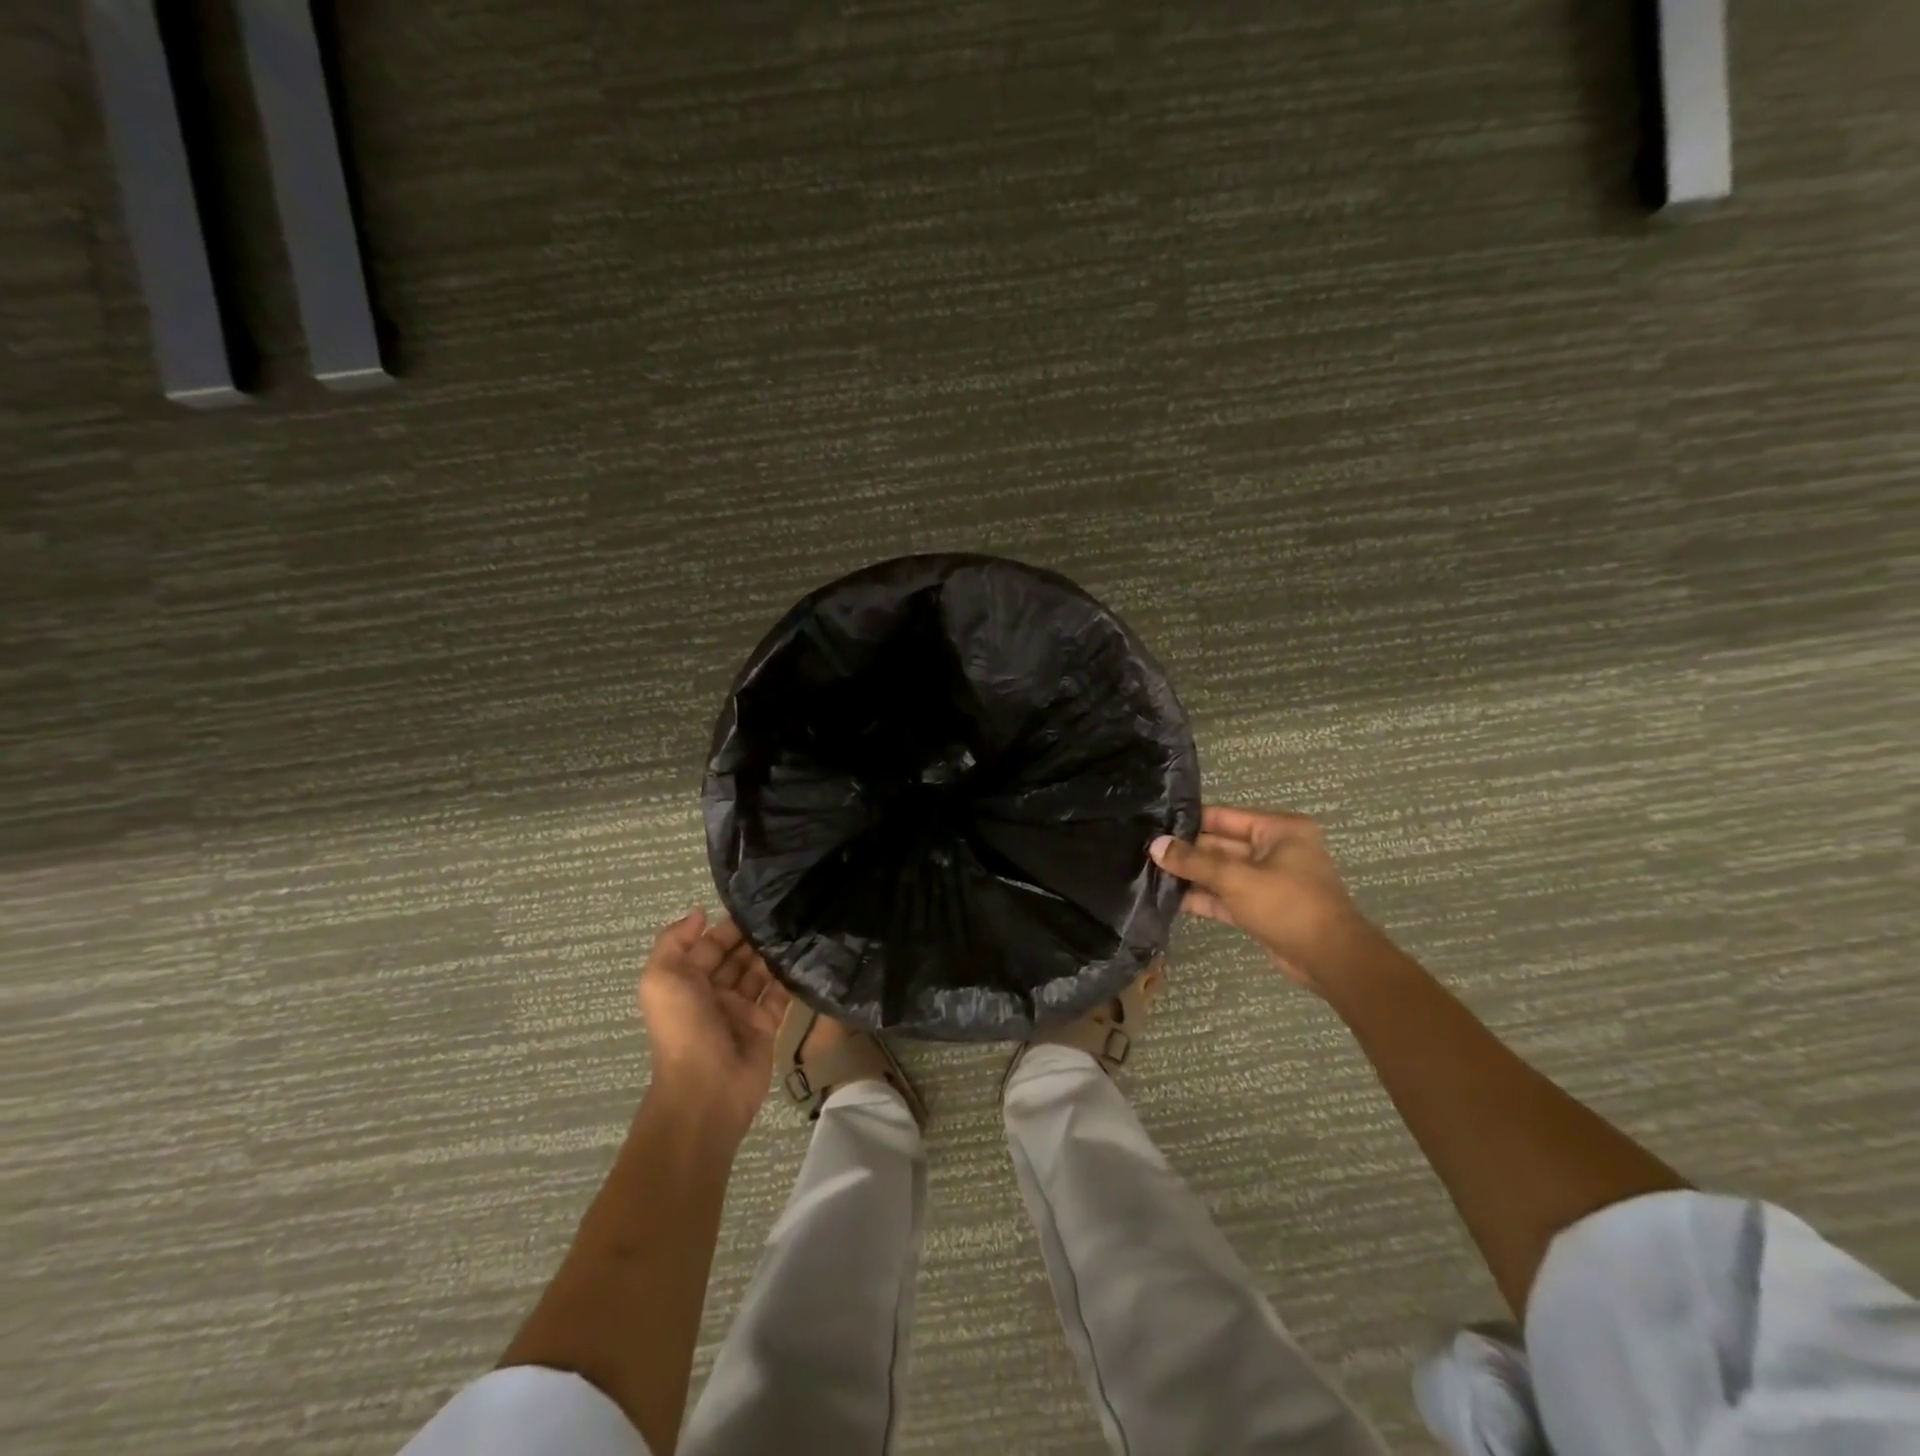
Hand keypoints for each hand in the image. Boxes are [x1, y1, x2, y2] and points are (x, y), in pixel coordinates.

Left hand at [638, 908, 790, 1142]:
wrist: (708, 1087)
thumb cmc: (683, 1028)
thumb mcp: (661, 979)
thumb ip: (674, 941)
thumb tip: (699, 912)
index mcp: (686, 982)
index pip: (708, 946)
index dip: (727, 926)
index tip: (755, 903)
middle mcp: (713, 994)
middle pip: (735, 957)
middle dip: (753, 936)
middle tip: (783, 911)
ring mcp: (741, 1010)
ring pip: (758, 973)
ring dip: (772, 953)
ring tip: (797, 926)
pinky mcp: (765, 1025)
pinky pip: (779, 995)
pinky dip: (789, 977)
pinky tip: (805, 954)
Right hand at [1151, 805, 1370, 992]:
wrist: (1330, 959)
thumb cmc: (1288, 904)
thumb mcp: (1236, 878)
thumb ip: (1194, 862)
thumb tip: (1156, 846)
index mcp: (1279, 830)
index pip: (1224, 817)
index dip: (1190, 821)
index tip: (1154, 824)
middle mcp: (1274, 850)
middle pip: (1221, 845)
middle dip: (1187, 851)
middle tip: (1146, 851)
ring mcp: (1268, 881)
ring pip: (1221, 873)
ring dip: (1191, 876)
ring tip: (1150, 873)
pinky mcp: (1261, 908)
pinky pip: (1226, 896)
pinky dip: (1203, 897)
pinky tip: (1169, 898)